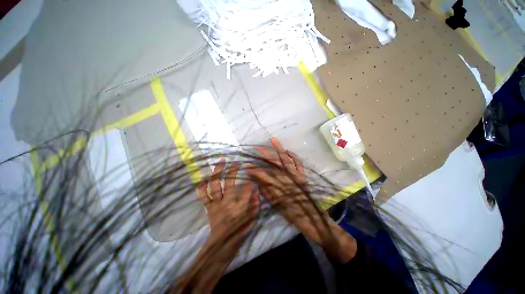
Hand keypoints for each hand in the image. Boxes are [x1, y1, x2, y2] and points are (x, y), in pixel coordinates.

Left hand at [175, 159, 258, 292]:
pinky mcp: (208, 207)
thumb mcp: (253, 218)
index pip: (247, 189)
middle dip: (233, 170)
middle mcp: (227, 203)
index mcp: (240, 207)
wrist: (222, 244)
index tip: (251, 170)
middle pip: (229, 183)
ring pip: (215, 185)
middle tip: (236, 161)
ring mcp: (216, 204)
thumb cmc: (240, 230)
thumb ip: (256, 202)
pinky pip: (203, 195)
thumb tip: (256, 188)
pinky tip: (203, 177)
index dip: (250, 178)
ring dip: (217, 172)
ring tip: (221, 161)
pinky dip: (202, 186)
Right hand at [248, 138, 356, 262]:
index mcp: (278, 186)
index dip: (254, 170)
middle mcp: (286, 177)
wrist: (312, 218)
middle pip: (274, 163)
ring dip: (279, 149)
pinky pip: (298, 163)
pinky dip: (293, 156)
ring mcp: (296, 175)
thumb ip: (266, 191)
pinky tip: (288, 151)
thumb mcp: (276, 204)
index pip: (263, 175)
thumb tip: (257, 180)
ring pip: (286, 159)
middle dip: (264, 154)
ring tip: (273, 140)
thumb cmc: (292, 213)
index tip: (247, 166)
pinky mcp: (303, 175)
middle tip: (257, 147)